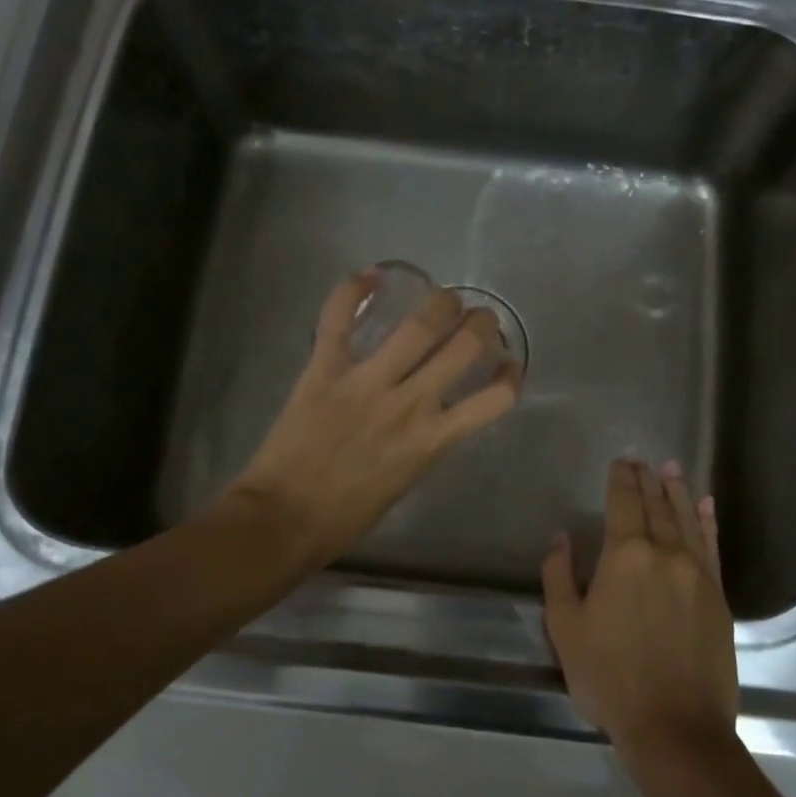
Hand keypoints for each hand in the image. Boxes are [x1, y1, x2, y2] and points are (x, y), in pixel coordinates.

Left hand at [226, 269, 521, 570]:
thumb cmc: (346, 516)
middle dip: (483, 324)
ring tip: (443, 299)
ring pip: (418, 324)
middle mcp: (409, 404)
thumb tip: (434, 416)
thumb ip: (426, 442)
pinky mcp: (325, 369)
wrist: (283, 520)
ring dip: (441, 302)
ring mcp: (366, 382)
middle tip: (479, 320)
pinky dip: (353, 290)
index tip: (508, 366)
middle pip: (465, 345)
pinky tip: (371, 276)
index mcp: (432, 440)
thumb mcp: (406, 481)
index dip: (512, 376)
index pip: (496, 399)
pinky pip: (339, 318)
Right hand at [541, 459, 737, 757]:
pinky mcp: (719, 596)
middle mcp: (666, 554)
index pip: (624, 503)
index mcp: (626, 556)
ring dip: (679, 491)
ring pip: (688, 520)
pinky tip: (706, 506)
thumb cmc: (610, 677)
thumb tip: (561, 536)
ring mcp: (698, 574)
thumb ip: (559, 575)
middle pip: (657, 506)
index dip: (621, 480)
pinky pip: (713, 546)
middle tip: (644, 460)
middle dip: (648, 480)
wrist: (675, 725)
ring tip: (672, 469)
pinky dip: (709, 522)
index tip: (621, 461)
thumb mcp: (565, 628)